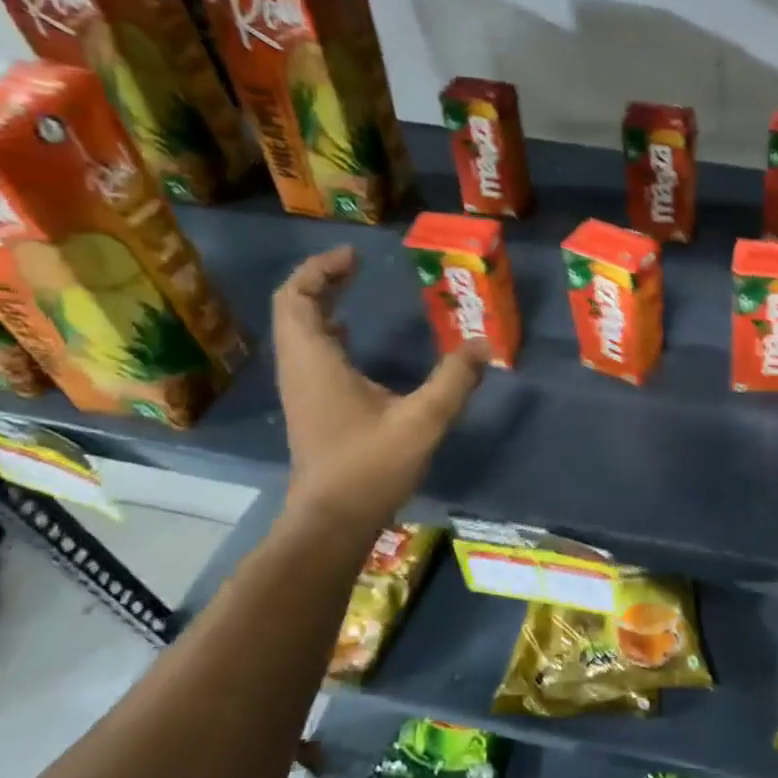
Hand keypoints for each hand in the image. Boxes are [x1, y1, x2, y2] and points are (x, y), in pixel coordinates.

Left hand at [272, 246, 484, 524]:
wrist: (332, 521)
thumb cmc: (370, 467)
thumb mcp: (422, 421)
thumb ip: (454, 380)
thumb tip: (484, 346)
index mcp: (315, 362)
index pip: (297, 298)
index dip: (320, 270)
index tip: (354, 257)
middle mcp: (300, 369)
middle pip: (293, 309)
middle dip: (321, 281)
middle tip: (356, 266)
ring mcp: (302, 389)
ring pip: (299, 331)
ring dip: (321, 304)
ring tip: (354, 289)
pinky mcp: (311, 406)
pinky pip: (309, 352)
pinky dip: (326, 331)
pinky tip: (353, 336)